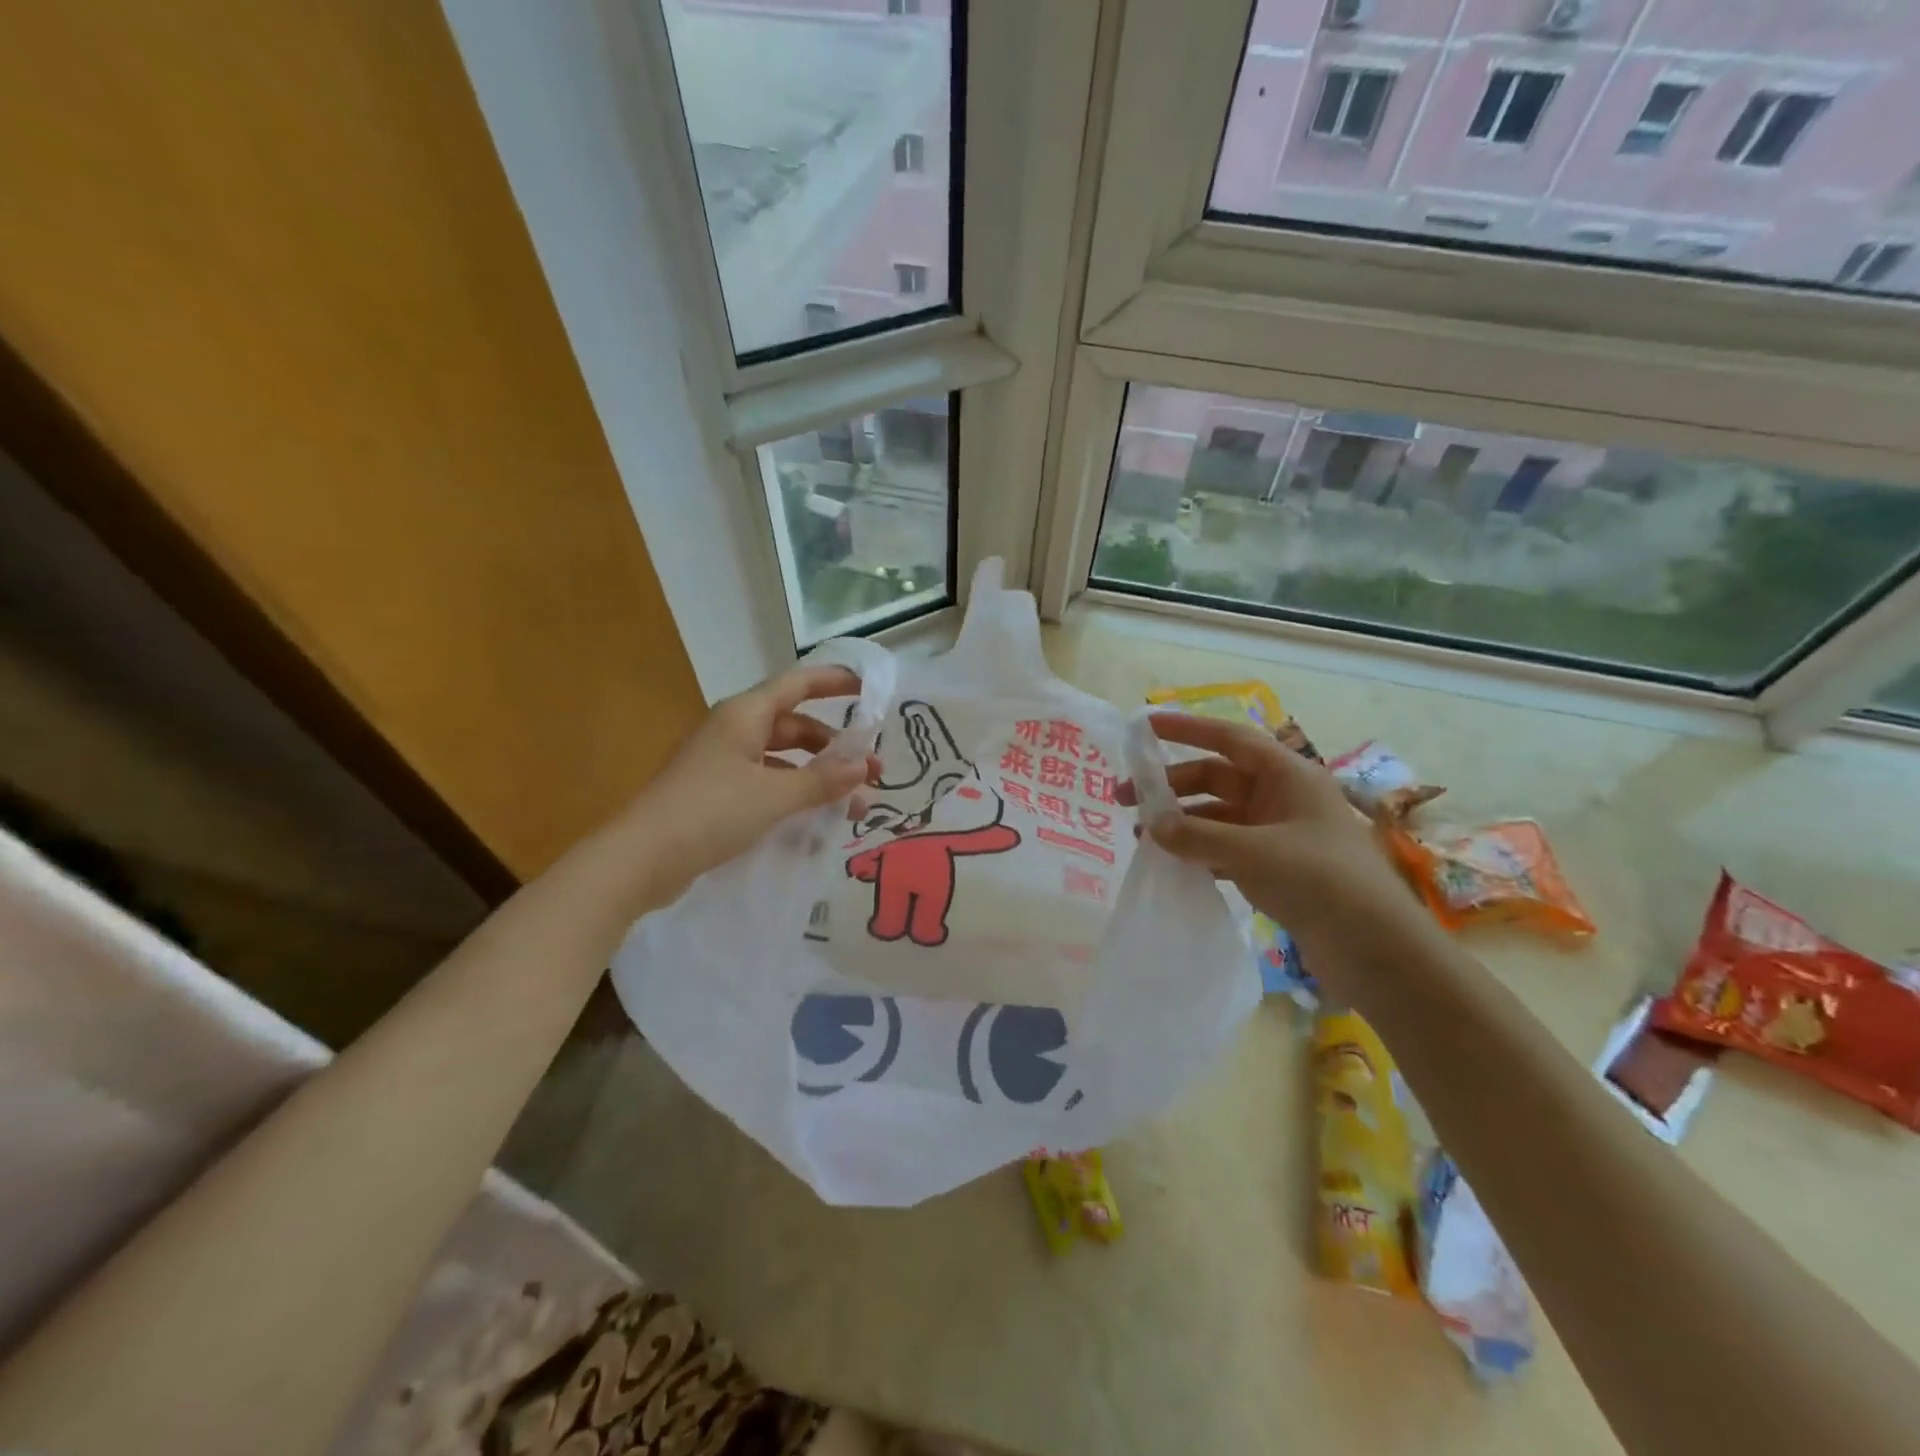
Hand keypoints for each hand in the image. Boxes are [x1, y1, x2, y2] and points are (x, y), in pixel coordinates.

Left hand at [628, 665, 879, 889]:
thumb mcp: (774, 796)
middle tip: (871, 771)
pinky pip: (766, 784)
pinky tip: (815, 823)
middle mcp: (733, 731)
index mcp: (744, 715)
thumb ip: (823, 780)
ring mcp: (722, 763)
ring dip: (817, 777)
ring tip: (852, 806)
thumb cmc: (710, 813)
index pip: (798, 683)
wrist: (641, 860)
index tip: (869, 688)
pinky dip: (793, 796)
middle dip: (834, 747)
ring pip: (782, 760)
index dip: (834, 681)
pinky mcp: (715, 794)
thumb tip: (863, 766)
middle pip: (794, 726)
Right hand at [1121, 713, 1416, 941]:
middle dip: (1172, 786)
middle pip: (1216, 777)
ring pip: (1218, 815)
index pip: (1229, 738)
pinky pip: (1226, 847)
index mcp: (1287, 775)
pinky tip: (1172, 863)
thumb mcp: (1252, 852)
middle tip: (1126, 800)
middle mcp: (1282, 797)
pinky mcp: (1277, 867)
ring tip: (1142, 838)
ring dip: (1182, 822)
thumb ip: (1197, 836)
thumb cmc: (1320, 881)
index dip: (1186, 729)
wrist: (1377, 950)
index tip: (1144, 726)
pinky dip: (1199, 850)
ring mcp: (1279, 833)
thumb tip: (1152, 827)